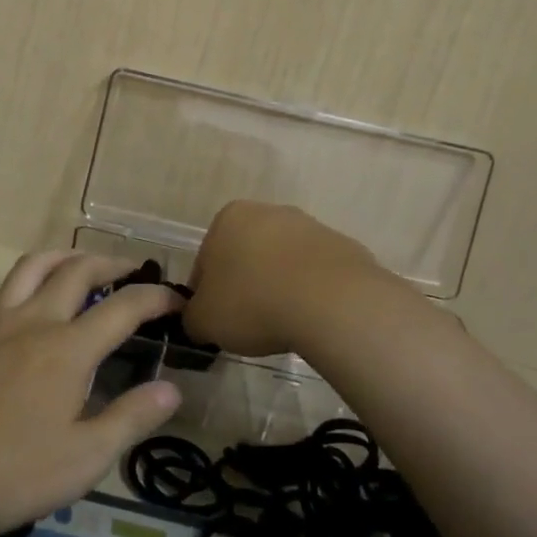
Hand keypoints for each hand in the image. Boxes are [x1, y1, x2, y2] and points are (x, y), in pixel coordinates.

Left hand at [0, 251, 184, 536]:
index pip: (123, 307)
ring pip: (31, 267)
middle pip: (77, 271)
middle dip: (111, 264)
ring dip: (63, 256)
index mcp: (68, 349)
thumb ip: (130, 419)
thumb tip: (172, 389)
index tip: (177, 299)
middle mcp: (32, 321)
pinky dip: (18, 285)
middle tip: (131, 270)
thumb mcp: (82, 459)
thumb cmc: (8, 474)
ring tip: (78, 263)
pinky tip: (18, 303)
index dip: (155, 297)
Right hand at [184, 201, 426, 358]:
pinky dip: (312, 293)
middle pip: (246, 255)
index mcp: (228, 218)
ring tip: (284, 324)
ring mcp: (310, 227)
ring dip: (279, 287)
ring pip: (283, 263)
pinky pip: (317, 275)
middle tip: (248, 324)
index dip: (207, 295)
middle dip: (246, 285)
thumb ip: (192, 318)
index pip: (206, 261)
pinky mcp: (344, 246)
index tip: (216, 322)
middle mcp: (268, 212)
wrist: (332, 303)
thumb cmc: (254, 302)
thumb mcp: (204, 321)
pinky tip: (313, 319)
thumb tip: (198, 322)